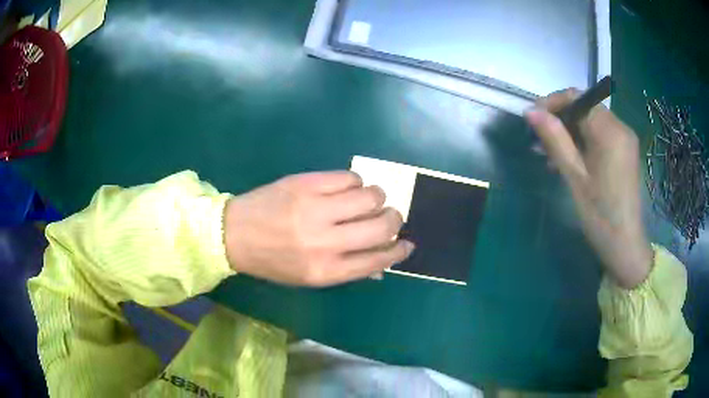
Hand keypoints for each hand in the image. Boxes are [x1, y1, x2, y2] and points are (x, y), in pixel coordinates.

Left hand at [223, 171, 413, 286]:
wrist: (235, 234)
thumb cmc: (273, 261)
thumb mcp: (309, 277)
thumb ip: (347, 269)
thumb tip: (383, 260)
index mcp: (327, 270)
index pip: (379, 259)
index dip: (399, 250)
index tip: (407, 243)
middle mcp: (326, 241)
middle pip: (382, 225)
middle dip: (395, 219)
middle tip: (391, 216)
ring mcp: (316, 208)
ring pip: (371, 196)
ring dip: (377, 197)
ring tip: (366, 200)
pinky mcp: (307, 184)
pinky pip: (350, 177)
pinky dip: (355, 183)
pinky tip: (345, 189)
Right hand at [526, 89, 652, 288]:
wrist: (625, 245)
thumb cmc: (600, 215)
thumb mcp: (575, 177)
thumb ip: (555, 139)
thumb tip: (530, 111)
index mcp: (610, 131)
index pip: (577, 97)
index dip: (552, 102)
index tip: (533, 119)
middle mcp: (621, 127)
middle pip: (584, 107)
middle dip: (560, 120)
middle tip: (540, 142)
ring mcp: (625, 139)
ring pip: (591, 121)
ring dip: (570, 132)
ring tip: (550, 156)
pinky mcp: (625, 151)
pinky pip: (601, 135)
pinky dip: (583, 141)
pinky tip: (571, 161)